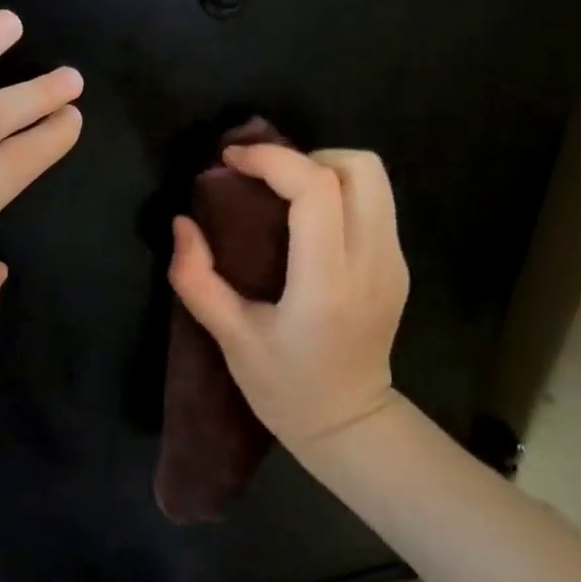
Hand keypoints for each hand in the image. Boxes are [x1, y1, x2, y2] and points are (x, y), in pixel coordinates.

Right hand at [168, 145, 408, 452]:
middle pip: (360, 168)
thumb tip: (182, 223)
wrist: (349, 423)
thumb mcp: (230, 338)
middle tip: (267, 180)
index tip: (232, 161)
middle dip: (306, 157)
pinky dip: (339, 193)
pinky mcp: (398, 265)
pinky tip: (308, 223)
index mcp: (326, 284)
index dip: (272, 160)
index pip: (315, 190)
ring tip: (286, 195)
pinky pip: (375, 203)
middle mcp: (371, 263)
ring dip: (326, 170)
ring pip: (375, 179)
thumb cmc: (284, 387)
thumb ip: (196, 279)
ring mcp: (393, 262)